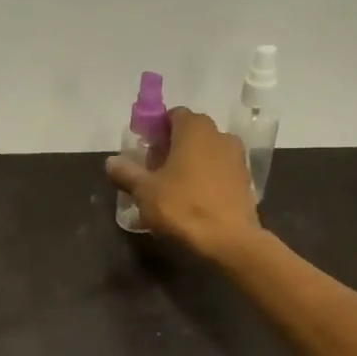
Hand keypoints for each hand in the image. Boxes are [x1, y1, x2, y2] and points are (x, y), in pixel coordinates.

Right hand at [105, 109, 260, 260]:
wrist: (229, 240)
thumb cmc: (183, 206)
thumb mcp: (144, 191)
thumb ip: (126, 173)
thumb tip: (111, 162)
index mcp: (195, 129)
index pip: (172, 115)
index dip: (155, 130)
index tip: (144, 151)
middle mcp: (219, 135)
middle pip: (190, 134)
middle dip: (170, 148)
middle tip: (152, 172)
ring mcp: (237, 158)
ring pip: (205, 154)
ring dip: (188, 165)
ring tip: (170, 190)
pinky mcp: (245, 181)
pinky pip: (218, 172)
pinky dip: (204, 180)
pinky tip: (191, 202)